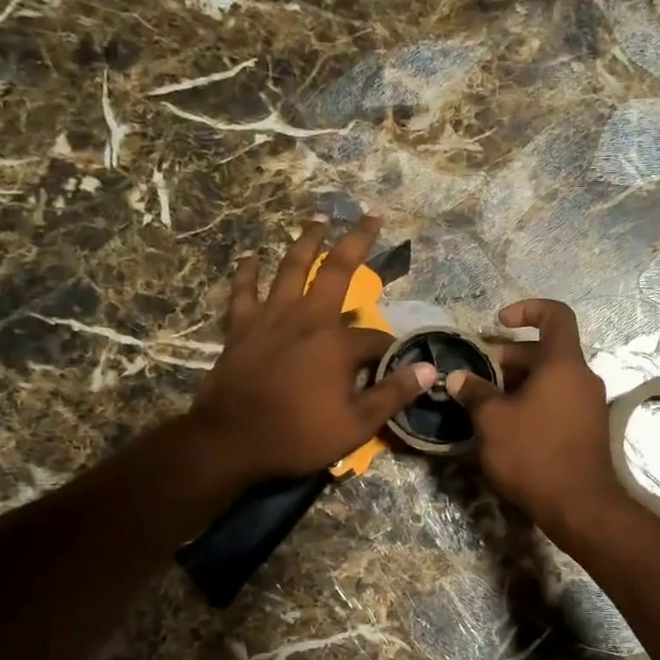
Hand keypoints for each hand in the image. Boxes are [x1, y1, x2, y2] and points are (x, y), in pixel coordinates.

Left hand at [190, 214, 436, 482]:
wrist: (231, 441)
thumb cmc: (297, 436)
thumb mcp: (355, 425)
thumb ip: (392, 395)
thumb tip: (429, 371)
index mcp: (336, 343)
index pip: (376, 338)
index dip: (391, 348)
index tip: (398, 361)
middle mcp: (306, 318)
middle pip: (336, 270)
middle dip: (357, 242)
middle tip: (370, 217)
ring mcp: (270, 318)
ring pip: (291, 268)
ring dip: (306, 242)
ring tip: (317, 219)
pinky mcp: (240, 327)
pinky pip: (244, 290)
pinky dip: (248, 271)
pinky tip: (252, 254)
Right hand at [446, 299, 633, 538]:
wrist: (579, 506)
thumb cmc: (533, 454)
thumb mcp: (492, 421)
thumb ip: (475, 392)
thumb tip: (458, 377)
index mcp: (563, 364)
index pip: (555, 315)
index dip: (527, 309)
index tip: (499, 322)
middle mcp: (582, 377)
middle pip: (546, 351)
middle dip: (509, 357)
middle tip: (478, 376)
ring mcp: (588, 404)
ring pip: (550, 378)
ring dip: (518, 382)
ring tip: (486, 402)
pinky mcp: (587, 428)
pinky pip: (558, 400)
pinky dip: (533, 401)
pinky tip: (508, 425)